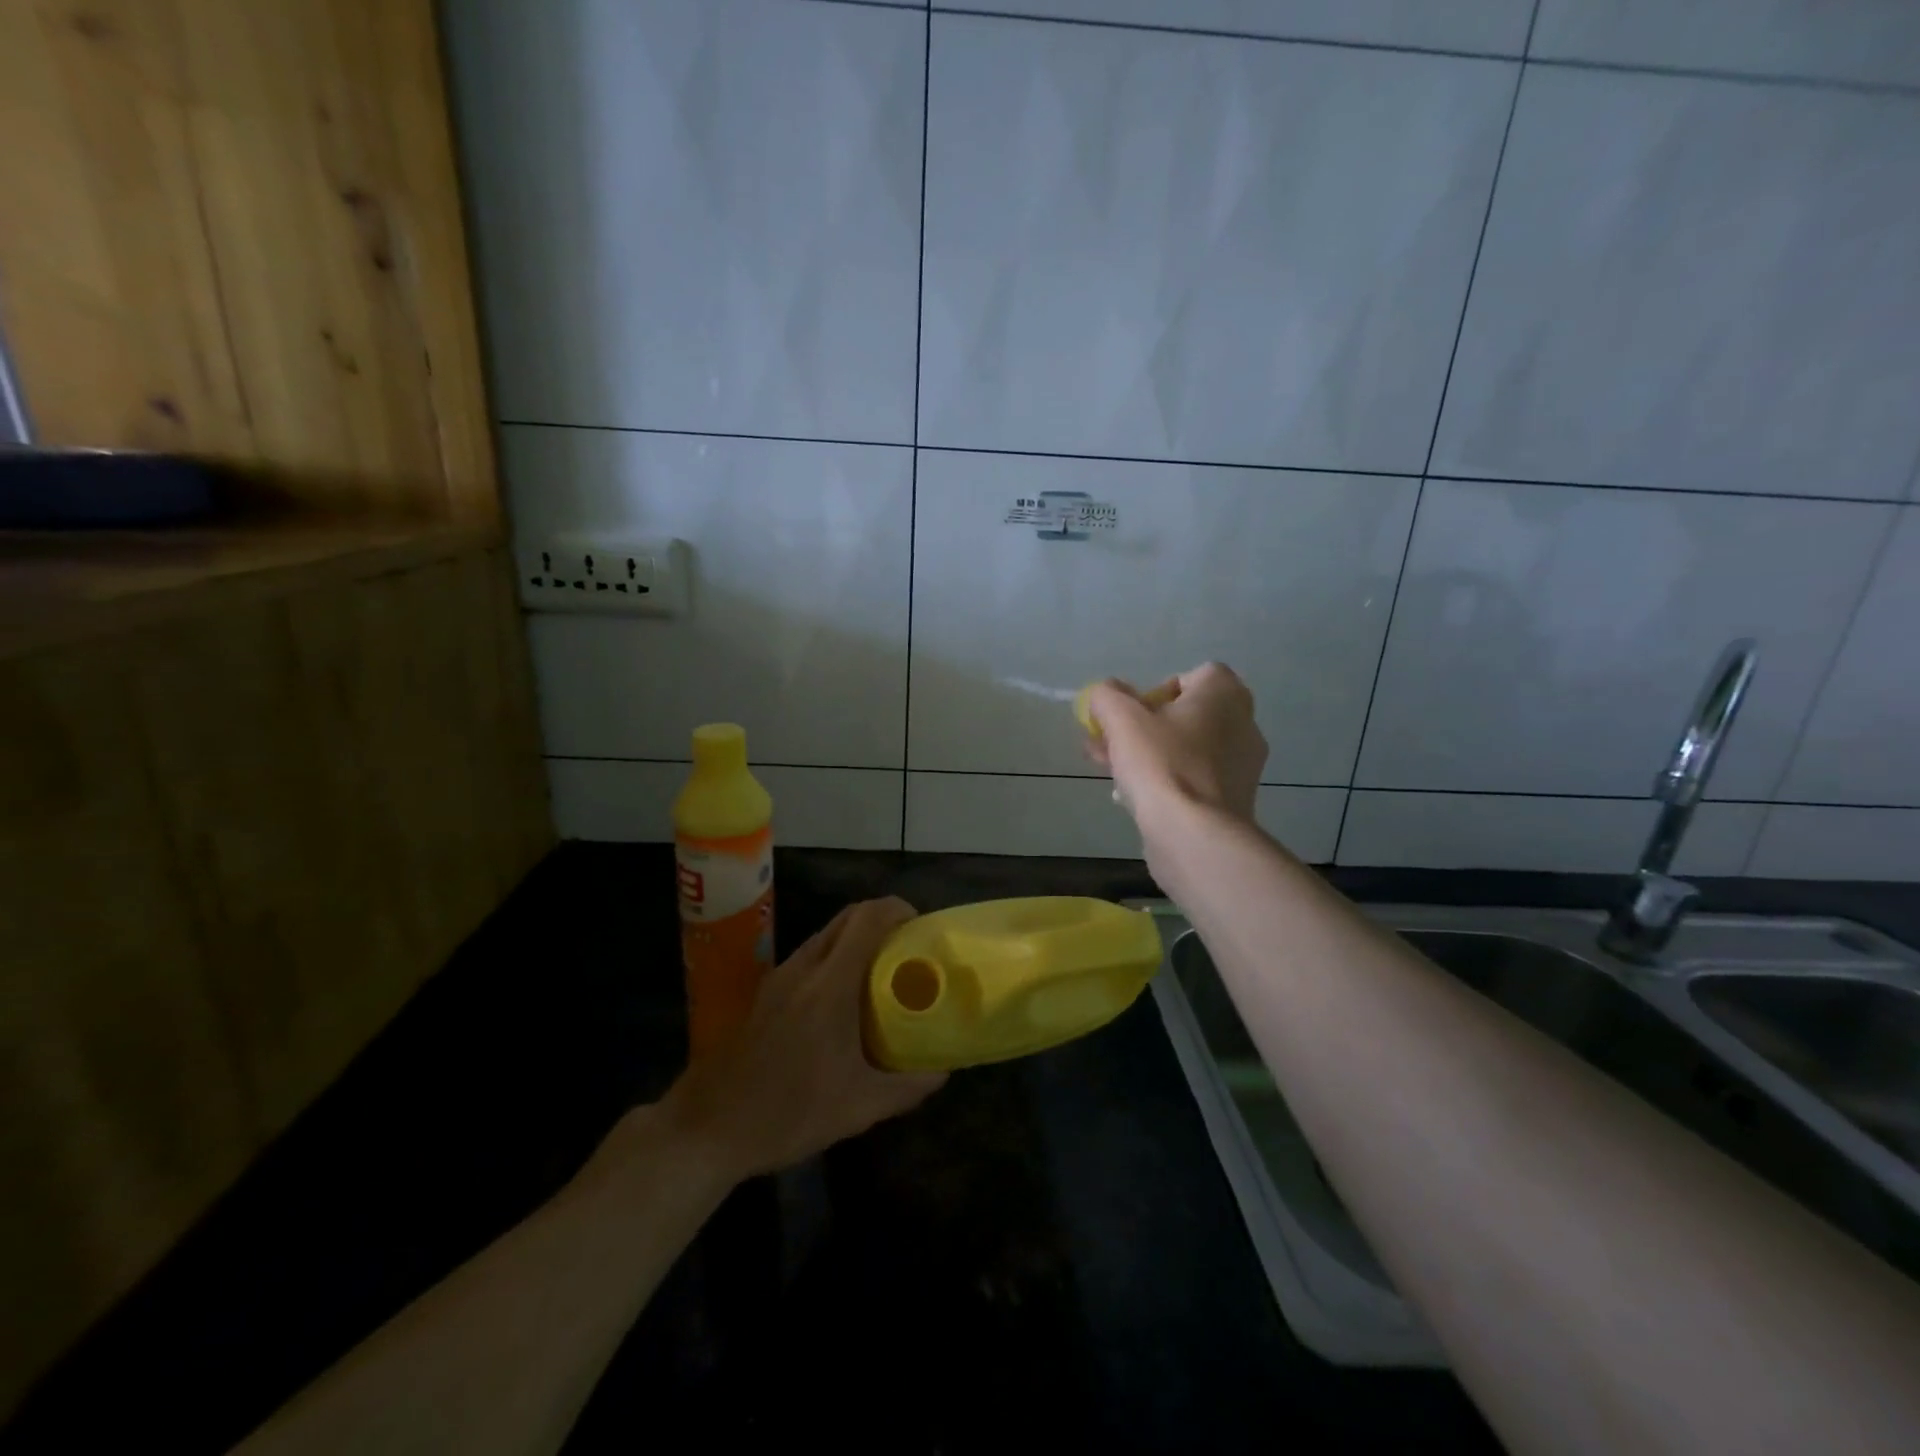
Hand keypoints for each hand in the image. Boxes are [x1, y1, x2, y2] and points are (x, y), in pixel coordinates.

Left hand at [662, 897, 945, 1180]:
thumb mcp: (858, 1109)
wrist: (706, 1129)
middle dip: (881, 921)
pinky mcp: (764, 994)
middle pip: (847, 918)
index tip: (920, 928)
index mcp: (829, 985)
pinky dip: (833, 959)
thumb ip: (906, 1087)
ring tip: (881, 975)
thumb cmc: (787, 1114)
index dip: (897, 909)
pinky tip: (842, 1002)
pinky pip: (808, 957)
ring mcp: (779, 978)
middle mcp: (803, 968)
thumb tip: (942, 1072)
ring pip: (825, 937)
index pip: (867, 919)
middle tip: (907, 951)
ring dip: (855, 940)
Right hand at [1085, 662, 1266, 824]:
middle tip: (1108, 743)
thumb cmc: (1162, 765)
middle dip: (1142, 727)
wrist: (1195, 835)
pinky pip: (1193, 778)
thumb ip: (1107, 696)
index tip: (1132, 713)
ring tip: (1110, 771)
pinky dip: (1166, 781)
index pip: (1192, 676)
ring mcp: (1242, 765)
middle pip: (1184, 715)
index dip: (1156, 691)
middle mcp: (1242, 723)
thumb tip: (1104, 694)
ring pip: (1185, 748)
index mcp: (1224, 695)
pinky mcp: (1233, 799)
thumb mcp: (1121, 719)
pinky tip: (1134, 798)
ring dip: (1148, 754)